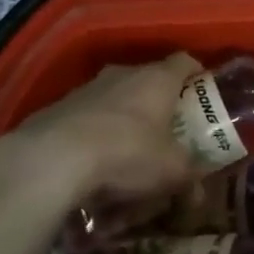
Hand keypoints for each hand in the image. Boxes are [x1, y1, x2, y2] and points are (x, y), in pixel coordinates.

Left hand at [0, 53, 201, 210]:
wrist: (53, 158)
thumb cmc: (127, 152)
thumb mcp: (170, 170)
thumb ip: (188, 176)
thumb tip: (199, 192)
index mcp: (157, 79)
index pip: (184, 61)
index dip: (195, 74)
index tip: (200, 92)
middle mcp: (124, 74)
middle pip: (148, 80)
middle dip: (157, 104)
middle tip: (165, 131)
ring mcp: (88, 88)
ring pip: (115, 99)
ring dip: (123, 121)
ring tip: (125, 155)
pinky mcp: (58, 107)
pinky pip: (86, 118)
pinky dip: (94, 136)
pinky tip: (92, 166)